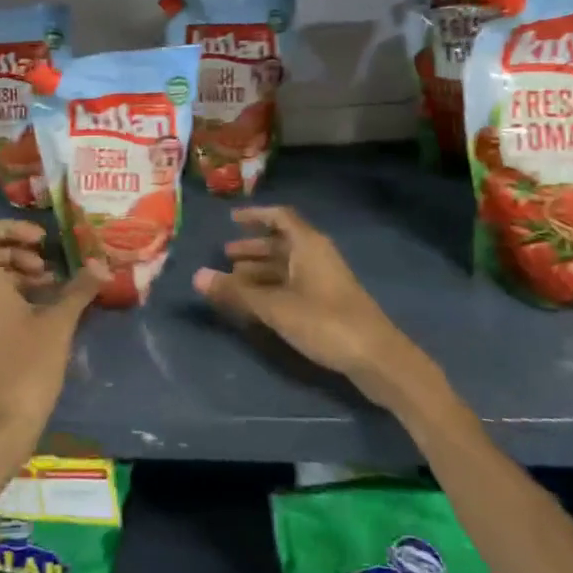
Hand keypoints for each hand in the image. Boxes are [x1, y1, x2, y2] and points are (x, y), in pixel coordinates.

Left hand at [0, 220, 106, 449]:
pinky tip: (51, 310)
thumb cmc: (26, 367)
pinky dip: (22, 295)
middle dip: (20, 250)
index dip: (9, 227)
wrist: (0, 426)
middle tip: (49, 265)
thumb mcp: (58, 324)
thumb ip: (78, 290)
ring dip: (23, 273)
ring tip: (56, 286)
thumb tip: (101, 264)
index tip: (41, 240)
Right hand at [193, 207, 429, 406]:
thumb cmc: (324, 321)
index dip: (256, 215)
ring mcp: (325, 280)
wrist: (376, 357)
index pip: (280, 217)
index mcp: (308, 245)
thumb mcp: (274, 306)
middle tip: (224, 256)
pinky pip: (293, 284)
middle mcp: (317, 256)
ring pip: (287, 266)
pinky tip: (256, 303)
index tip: (232, 219)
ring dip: (261, 270)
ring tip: (233, 280)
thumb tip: (197, 275)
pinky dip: (272, 287)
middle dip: (253, 247)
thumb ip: (236, 291)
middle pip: (281, 242)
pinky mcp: (328, 302)